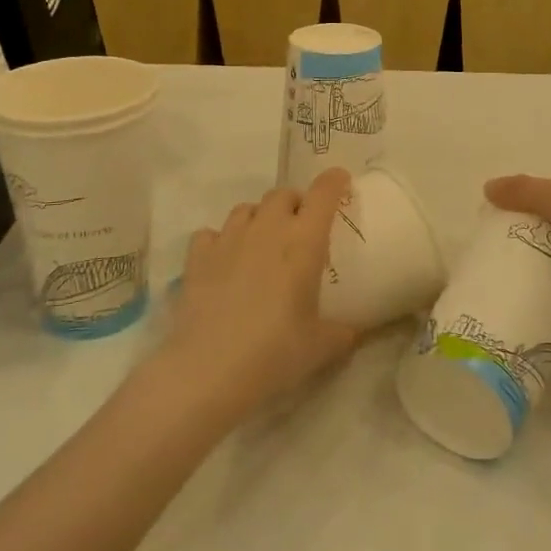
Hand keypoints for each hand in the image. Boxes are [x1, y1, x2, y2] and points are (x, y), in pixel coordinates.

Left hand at [166, 169, 358, 416]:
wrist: (209, 369)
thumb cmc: (275, 353)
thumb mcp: (320, 348)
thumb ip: (341, 333)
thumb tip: (352, 332)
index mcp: (303, 242)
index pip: (323, 194)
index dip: (334, 182)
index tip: (340, 181)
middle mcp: (267, 229)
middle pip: (282, 194)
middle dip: (294, 203)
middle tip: (300, 226)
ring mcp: (228, 239)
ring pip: (246, 208)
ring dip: (258, 218)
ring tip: (261, 242)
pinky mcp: (197, 256)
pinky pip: (210, 233)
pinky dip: (220, 241)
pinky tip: (223, 261)